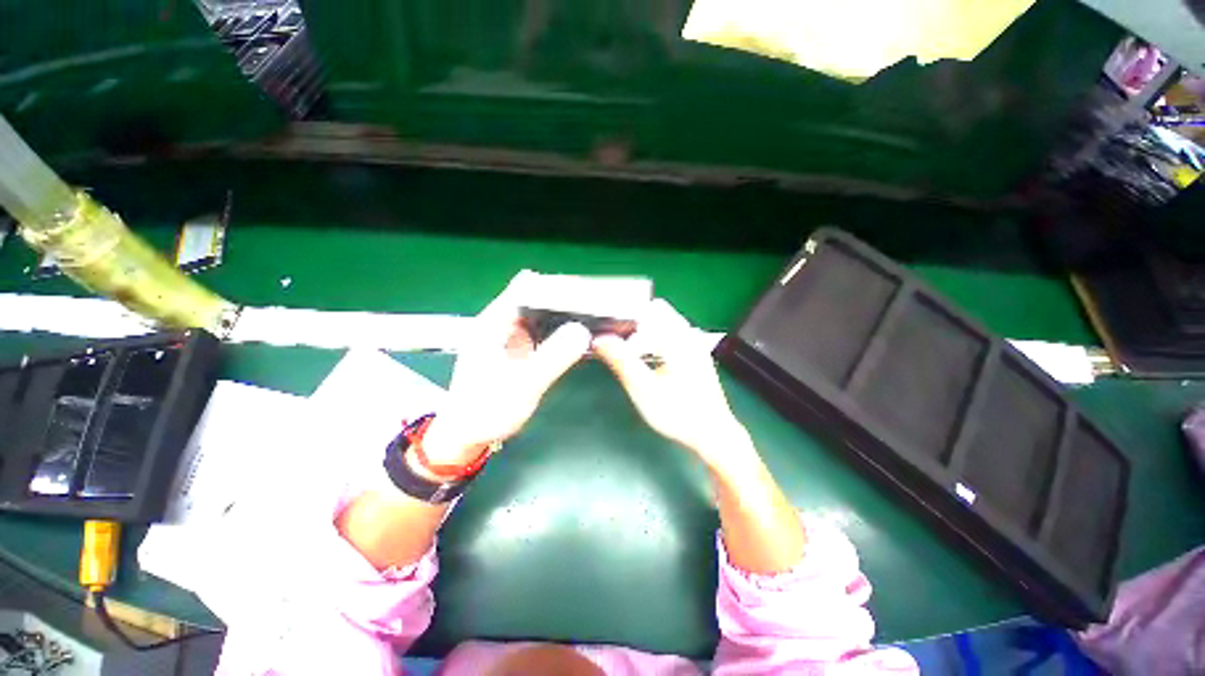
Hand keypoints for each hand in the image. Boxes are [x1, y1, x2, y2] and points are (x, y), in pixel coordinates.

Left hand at [423, 271, 590, 465]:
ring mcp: (512, 334)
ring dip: (566, 313)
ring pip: (543, 312)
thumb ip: (552, 358)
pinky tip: (580, 334)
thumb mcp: (522, 386)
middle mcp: (502, 322)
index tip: (584, 290)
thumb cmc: (486, 411)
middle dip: (566, 297)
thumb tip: (582, 331)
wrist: (468, 435)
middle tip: (598, 304)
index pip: (526, 288)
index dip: (554, 285)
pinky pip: (545, 330)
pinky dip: (562, 329)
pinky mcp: (521, 347)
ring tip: (596, 315)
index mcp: (493, 323)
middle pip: (537, 296)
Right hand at [593, 299, 752, 470]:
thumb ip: (621, 361)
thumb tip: (599, 340)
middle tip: (614, 340)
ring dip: (643, 330)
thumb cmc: (678, 413)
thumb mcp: (643, 389)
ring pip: (663, 322)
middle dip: (632, 322)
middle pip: (655, 312)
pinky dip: (654, 338)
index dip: (624, 315)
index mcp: (678, 337)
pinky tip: (645, 357)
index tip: (606, 329)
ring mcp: (694, 343)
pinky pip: (670, 334)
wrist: (712, 434)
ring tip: (625, 349)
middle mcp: (688, 334)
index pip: (647, 308)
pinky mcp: (694, 353)